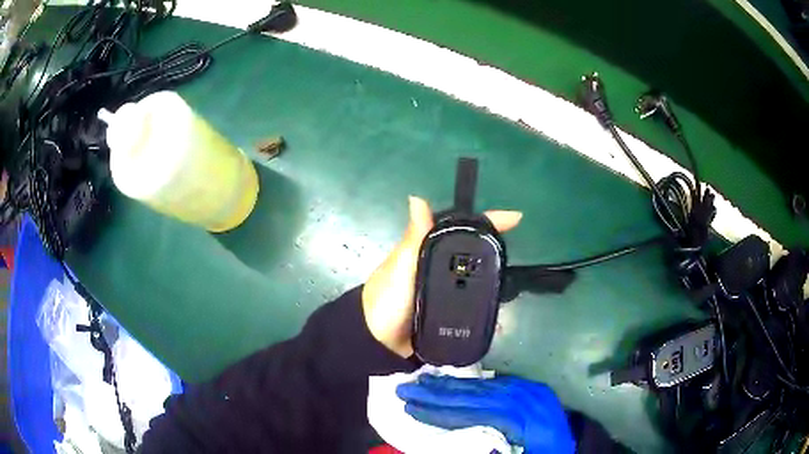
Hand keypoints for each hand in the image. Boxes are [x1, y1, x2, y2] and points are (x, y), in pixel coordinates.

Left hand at [362, 196, 521, 357]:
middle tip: (513, 255)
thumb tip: (416, 198)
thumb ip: (413, 238)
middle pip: (470, 252)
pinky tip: (496, 311)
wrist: (379, 342)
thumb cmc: (387, 299)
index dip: (486, 222)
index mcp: (426, 249)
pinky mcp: (446, 311)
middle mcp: (437, 266)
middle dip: (492, 250)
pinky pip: (470, 303)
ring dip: (491, 279)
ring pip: (473, 278)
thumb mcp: (400, 266)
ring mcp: (443, 289)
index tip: (515, 218)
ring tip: (510, 283)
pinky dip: (483, 303)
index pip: (459, 229)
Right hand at [397, 375, 574, 453]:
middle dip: (436, 393)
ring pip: (481, 387)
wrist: (572, 448)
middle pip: (472, 395)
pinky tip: (454, 383)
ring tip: (422, 382)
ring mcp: (527, 393)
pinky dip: (471, 385)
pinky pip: (495, 385)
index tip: (410, 407)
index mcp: (520, 420)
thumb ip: (486, 446)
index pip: (470, 414)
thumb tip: (454, 432)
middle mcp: (522, 400)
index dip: (438, 412)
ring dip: (449, 385)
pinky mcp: (530, 390)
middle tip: (405, 388)